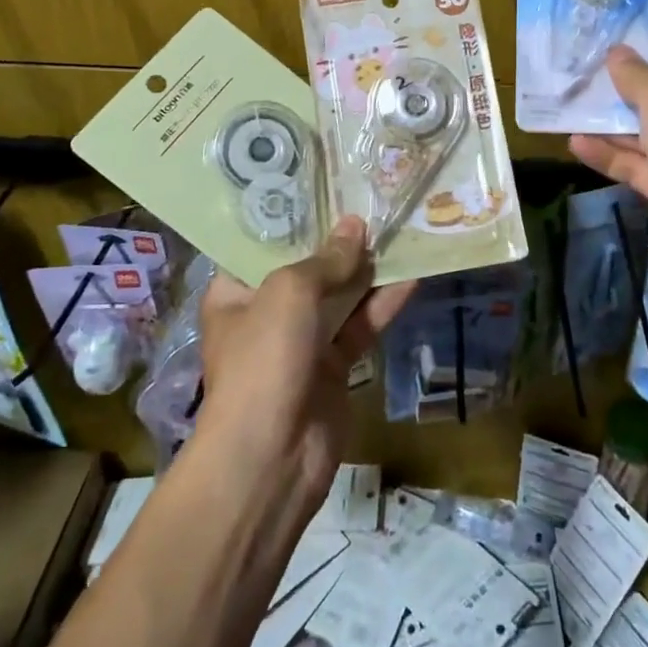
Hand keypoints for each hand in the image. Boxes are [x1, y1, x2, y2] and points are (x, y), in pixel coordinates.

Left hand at [198, 217, 412, 515]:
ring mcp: (302, 341)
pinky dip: (383, 304)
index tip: (325, 188)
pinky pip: (361, 325)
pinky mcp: (334, 366)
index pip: (262, 245)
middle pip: (308, 267)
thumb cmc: (264, 359)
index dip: (293, 217)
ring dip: (367, 269)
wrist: (271, 457)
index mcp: (235, 292)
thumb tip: (356, 225)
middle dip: (339, 240)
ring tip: (398, 230)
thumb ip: (326, 259)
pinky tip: (412, 276)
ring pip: (340, 295)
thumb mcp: (290, 293)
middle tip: (372, 202)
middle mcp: (267, 312)